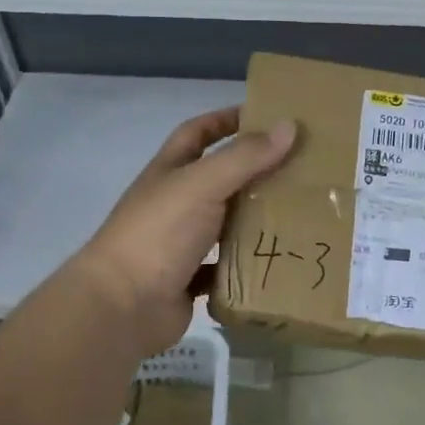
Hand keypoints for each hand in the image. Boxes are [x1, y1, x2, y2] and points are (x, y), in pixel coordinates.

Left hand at [71, 106, 296, 358]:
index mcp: (170, 172)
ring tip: (302, 211)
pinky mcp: (191, 279)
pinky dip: (248, 262)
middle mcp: (175, 202)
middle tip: (300, 167)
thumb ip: (245, 157)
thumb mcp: (202, 184)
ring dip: (256, 217)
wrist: (122, 307)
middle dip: (255, 171)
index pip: (198, 133)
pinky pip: (227, 266)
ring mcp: (181, 242)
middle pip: (220, 178)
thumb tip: (289, 125)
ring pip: (226, 222)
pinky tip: (279, 256)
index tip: (265, 117)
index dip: (226, 120)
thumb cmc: (158, 233)